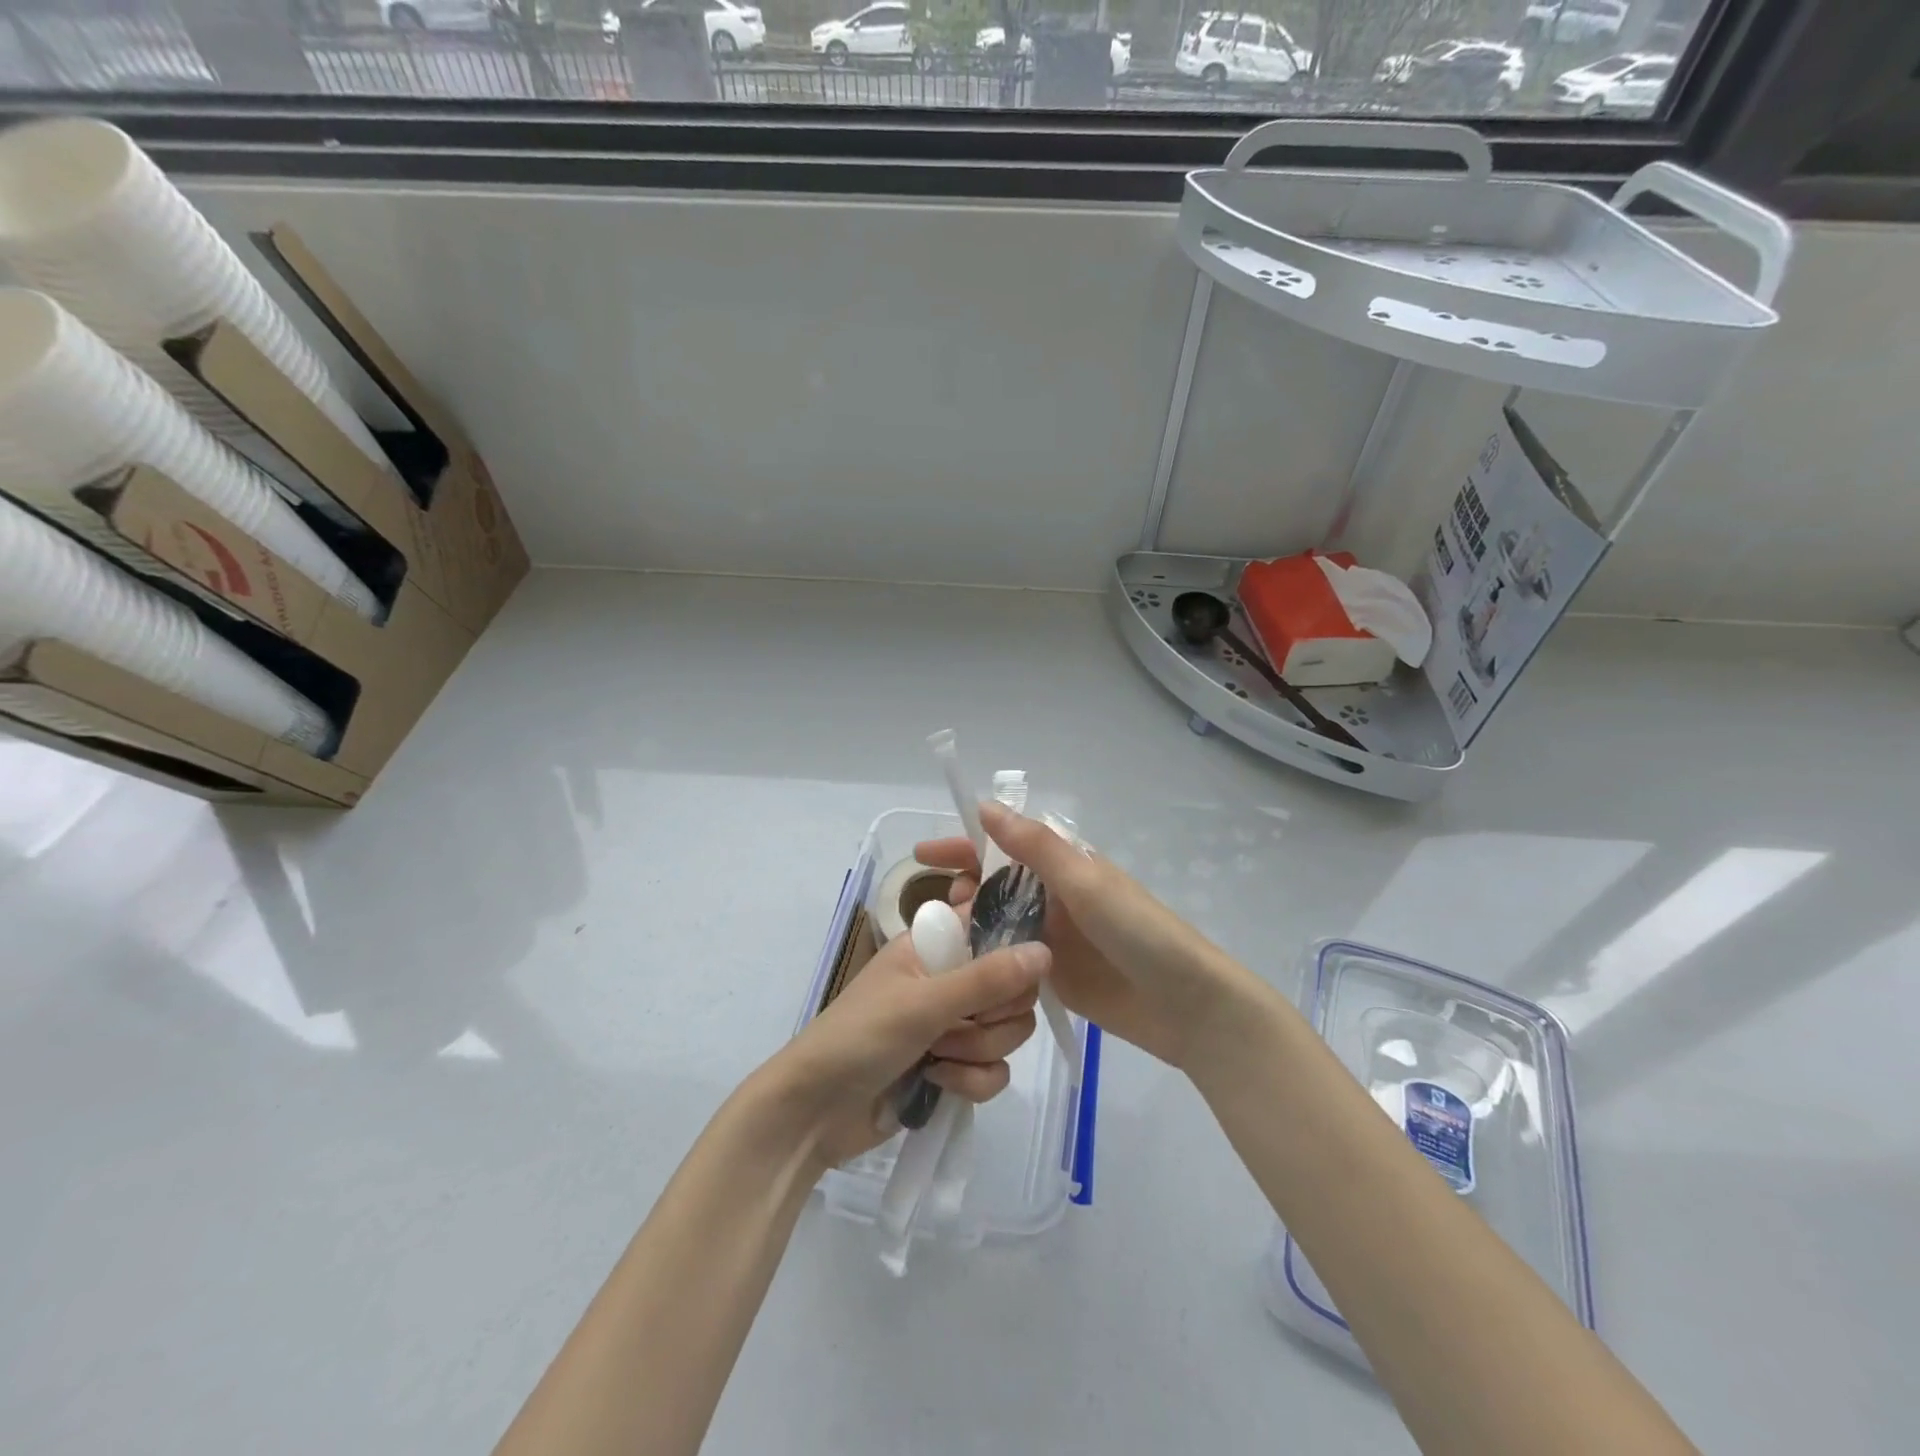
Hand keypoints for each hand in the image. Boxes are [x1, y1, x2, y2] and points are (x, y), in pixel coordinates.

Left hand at [756, 931, 1046, 1168]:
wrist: (814, 1113)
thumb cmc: (860, 1037)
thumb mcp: (924, 1003)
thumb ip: (987, 979)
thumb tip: (1047, 951)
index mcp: (935, 946)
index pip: (995, 928)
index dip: (1013, 949)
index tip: (1013, 974)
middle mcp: (949, 979)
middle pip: (1013, 987)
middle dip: (992, 1016)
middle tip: (955, 1024)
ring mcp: (952, 1025)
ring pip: (1008, 1031)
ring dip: (977, 1051)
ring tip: (936, 1057)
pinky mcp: (954, 1068)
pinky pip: (995, 1070)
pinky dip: (971, 1080)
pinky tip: (938, 1083)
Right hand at [915, 802, 1255, 1069]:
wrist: (1187, 1006)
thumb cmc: (1140, 933)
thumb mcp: (1087, 882)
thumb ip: (1035, 847)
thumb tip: (984, 807)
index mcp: (1066, 866)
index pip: (1004, 845)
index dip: (964, 845)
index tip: (922, 853)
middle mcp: (1056, 897)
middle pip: (996, 885)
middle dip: (964, 888)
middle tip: (942, 909)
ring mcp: (1053, 938)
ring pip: (999, 923)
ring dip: (971, 925)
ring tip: (946, 941)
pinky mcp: (1054, 976)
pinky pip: (1010, 959)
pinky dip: (986, 959)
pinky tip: (962, 970)